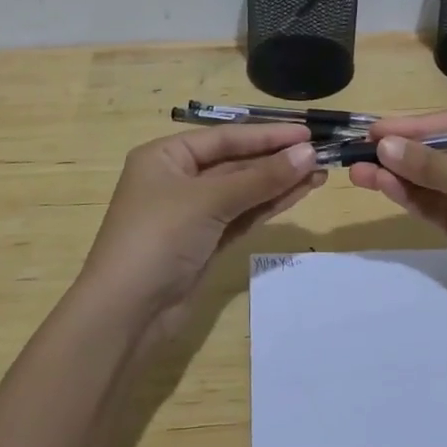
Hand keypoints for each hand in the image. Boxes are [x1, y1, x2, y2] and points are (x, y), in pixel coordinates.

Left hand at [81, 124, 324, 336]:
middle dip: (276, 159)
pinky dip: (268, 205)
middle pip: (235, 162)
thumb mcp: (209, 201)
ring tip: (320, 173)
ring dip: (279, 182)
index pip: (225, 137)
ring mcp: (192, 213)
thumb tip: (307, 153)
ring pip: (243, 190)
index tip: (307, 133)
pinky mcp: (205, 243)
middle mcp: (178, 179)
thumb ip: (260, 178)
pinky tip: (298, 194)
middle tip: (321, 154)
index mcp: (166, 156)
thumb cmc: (159, 238)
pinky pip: (242, 215)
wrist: (126, 314)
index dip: (267, 135)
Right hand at [348, 112, 446, 331]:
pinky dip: (407, 196)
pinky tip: (382, 187)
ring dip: (394, 174)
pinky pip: (431, 205)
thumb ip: (437, 167)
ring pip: (428, 179)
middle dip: (398, 150)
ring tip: (356, 171)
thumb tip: (384, 146)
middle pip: (436, 151)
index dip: (412, 126)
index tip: (373, 130)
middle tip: (356, 151)